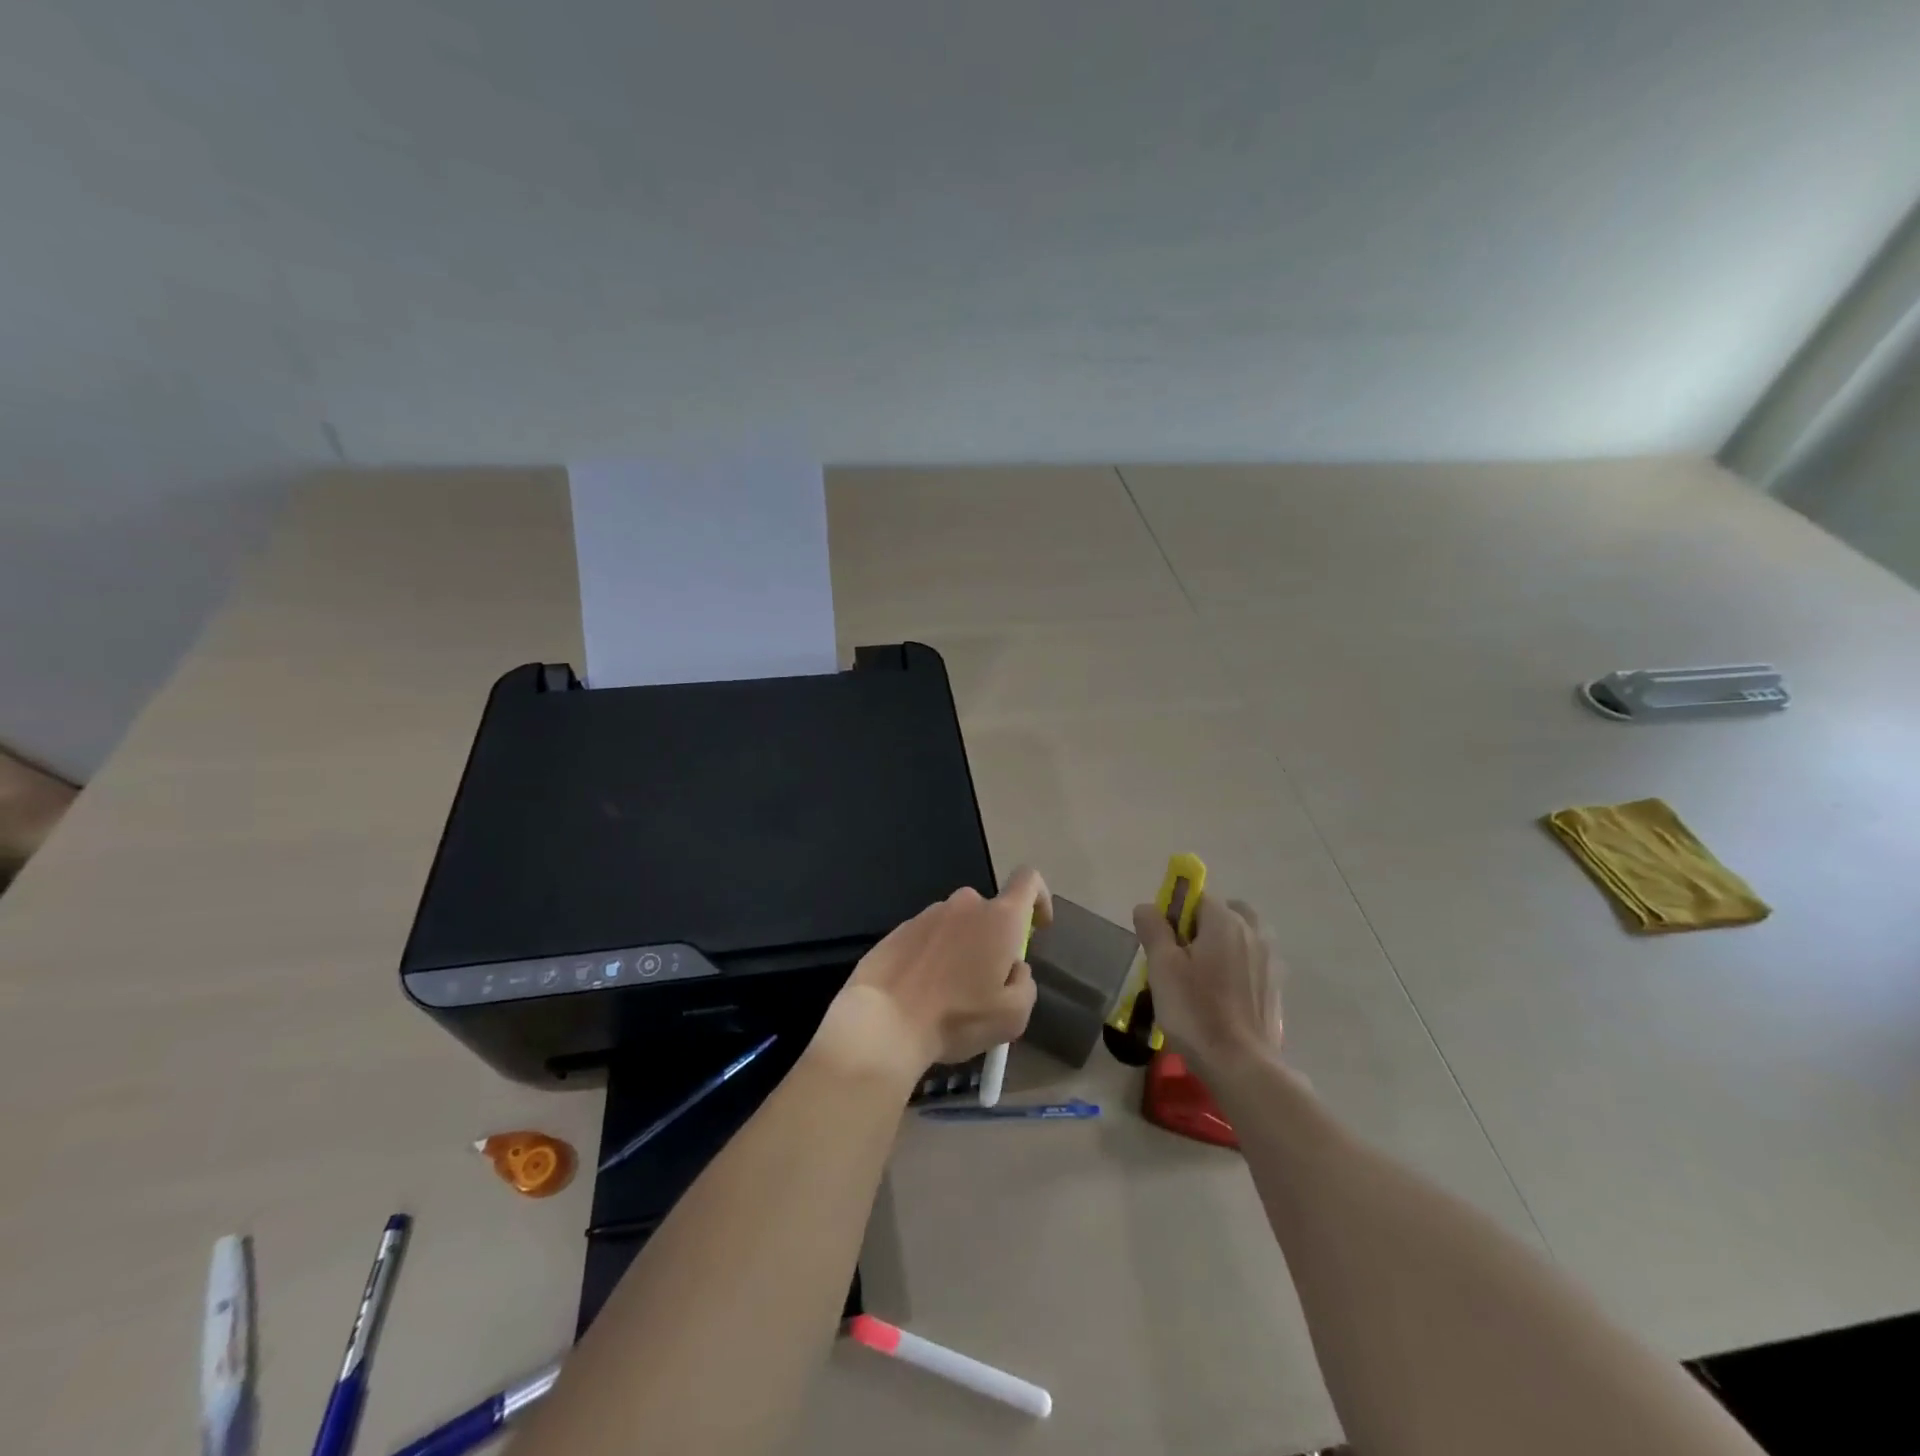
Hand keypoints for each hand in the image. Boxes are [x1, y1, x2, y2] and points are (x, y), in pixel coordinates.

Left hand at [817, 867, 1050, 1085]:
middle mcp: (964, 905)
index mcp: (999, 918)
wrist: (882, 1022)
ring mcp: (928, 914)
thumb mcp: (1012, 1016)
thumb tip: (1014, 968)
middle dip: (994, 940)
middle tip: (985, 984)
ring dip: (961, 950)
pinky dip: (933, 957)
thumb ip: (1024, 983)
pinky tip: (922, 992)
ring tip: (948, 995)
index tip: (1037, 927)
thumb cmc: (956, 1018)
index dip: (1039, 898)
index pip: (1029, 880)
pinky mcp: (899, 929)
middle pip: (990, 912)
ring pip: (958, 926)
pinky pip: (929, 937)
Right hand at [1132, 893, 1281, 1072]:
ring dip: (1224, 943)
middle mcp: (1252, 931)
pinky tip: (1222, 996)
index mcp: (1224, 921)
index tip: (1164, 942)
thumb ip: (1154, 930)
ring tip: (1203, 976)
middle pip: (1225, 912)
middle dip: (1204, 924)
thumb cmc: (1195, 1010)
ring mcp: (1269, 959)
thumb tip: (1147, 906)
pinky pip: (1253, 961)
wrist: (1242, 1065)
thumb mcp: (1162, 967)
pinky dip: (1238, 966)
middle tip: (1183, 956)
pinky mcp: (1276, 986)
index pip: (1196, 897)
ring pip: (1242, 936)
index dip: (1175, 914)